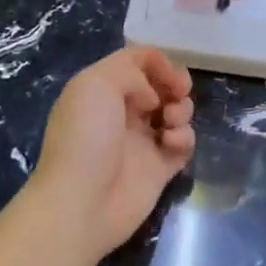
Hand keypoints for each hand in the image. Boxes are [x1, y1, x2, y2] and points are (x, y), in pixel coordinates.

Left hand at [28, 47, 194, 262]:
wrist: (81, 204)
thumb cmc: (86, 136)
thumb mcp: (97, 83)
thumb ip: (131, 71)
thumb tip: (152, 95)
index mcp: (103, 90)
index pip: (137, 62)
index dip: (157, 61)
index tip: (167, 71)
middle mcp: (123, 112)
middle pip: (160, 85)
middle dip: (175, 82)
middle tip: (179, 90)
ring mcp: (142, 141)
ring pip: (176, 111)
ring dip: (181, 109)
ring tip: (170, 121)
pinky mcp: (159, 168)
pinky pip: (183, 144)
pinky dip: (183, 138)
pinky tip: (170, 144)